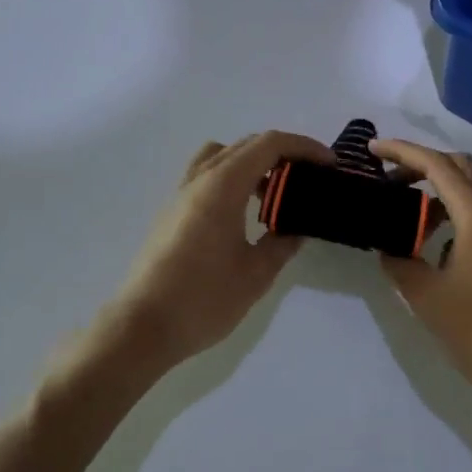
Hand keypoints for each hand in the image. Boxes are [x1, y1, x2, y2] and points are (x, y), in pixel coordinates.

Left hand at [94, 132, 333, 383]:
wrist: (141, 327)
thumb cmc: (203, 299)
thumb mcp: (256, 274)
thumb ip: (282, 244)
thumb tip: (297, 228)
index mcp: (223, 185)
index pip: (270, 145)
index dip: (304, 147)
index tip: (329, 164)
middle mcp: (200, 179)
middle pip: (246, 144)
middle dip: (283, 152)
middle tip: (310, 176)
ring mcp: (181, 194)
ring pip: (222, 156)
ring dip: (254, 162)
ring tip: (275, 193)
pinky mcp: (172, 212)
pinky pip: (207, 175)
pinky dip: (233, 177)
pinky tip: (244, 213)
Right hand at [372, 139, 471, 416]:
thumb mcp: (425, 297)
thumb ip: (399, 263)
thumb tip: (386, 248)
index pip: (437, 165)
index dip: (403, 152)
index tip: (372, 149)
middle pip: (459, 166)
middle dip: (422, 162)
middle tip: (388, 178)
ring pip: (471, 188)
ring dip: (437, 186)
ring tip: (404, 207)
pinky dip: (451, 208)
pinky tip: (430, 238)